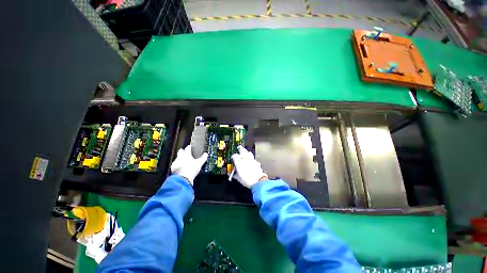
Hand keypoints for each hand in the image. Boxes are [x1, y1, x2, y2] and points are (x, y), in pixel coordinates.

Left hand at [170, 145, 207, 184]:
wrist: (182, 179)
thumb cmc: (191, 169)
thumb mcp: (199, 164)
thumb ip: (203, 158)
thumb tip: (206, 154)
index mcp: (186, 154)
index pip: (188, 148)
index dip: (190, 147)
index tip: (191, 147)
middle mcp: (180, 157)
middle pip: (181, 151)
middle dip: (183, 151)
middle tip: (187, 153)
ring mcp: (175, 162)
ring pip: (178, 158)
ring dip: (180, 159)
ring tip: (185, 162)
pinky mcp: (173, 168)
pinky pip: (175, 164)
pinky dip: (178, 165)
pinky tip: (181, 168)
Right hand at [231, 146, 267, 187]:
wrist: (257, 181)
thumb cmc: (246, 180)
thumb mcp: (238, 178)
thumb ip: (235, 174)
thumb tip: (232, 174)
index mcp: (239, 162)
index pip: (235, 156)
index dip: (233, 157)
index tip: (233, 159)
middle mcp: (245, 159)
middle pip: (242, 151)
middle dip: (240, 149)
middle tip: (239, 148)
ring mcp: (252, 159)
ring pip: (249, 153)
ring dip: (246, 153)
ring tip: (245, 154)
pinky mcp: (257, 162)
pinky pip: (253, 158)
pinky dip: (251, 159)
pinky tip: (251, 162)